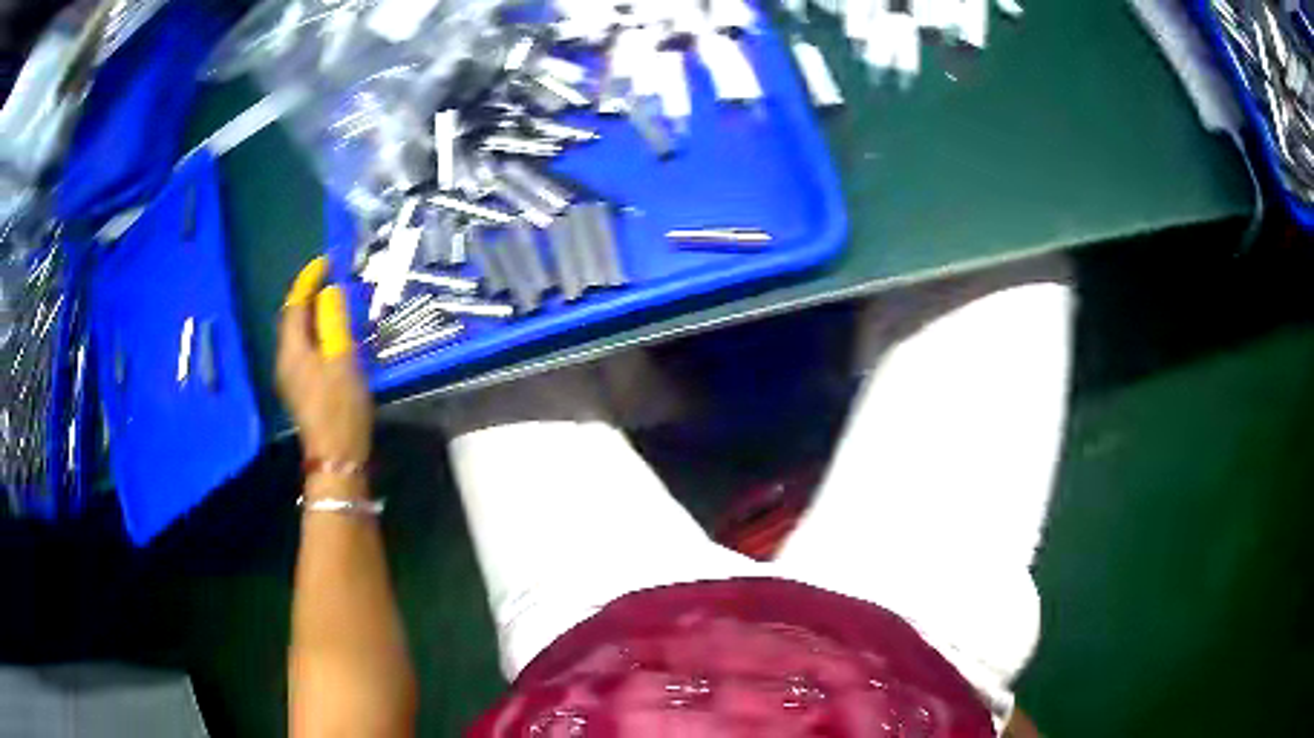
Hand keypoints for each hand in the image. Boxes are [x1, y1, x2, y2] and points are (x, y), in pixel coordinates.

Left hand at [277, 258, 372, 467]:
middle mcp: (285, 360)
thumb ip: (334, 321)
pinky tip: (330, 335)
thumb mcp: (342, 358)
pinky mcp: (300, 389)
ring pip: (297, 335)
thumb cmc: (340, 406)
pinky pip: (303, 349)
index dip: (308, 280)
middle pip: (291, 319)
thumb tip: (329, 292)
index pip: (294, 304)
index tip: (327, 261)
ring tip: (333, 301)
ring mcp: (290, 377)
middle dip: (308, 295)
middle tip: (331, 279)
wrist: (337, 456)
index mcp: (292, 349)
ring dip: (311, 314)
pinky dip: (314, 333)